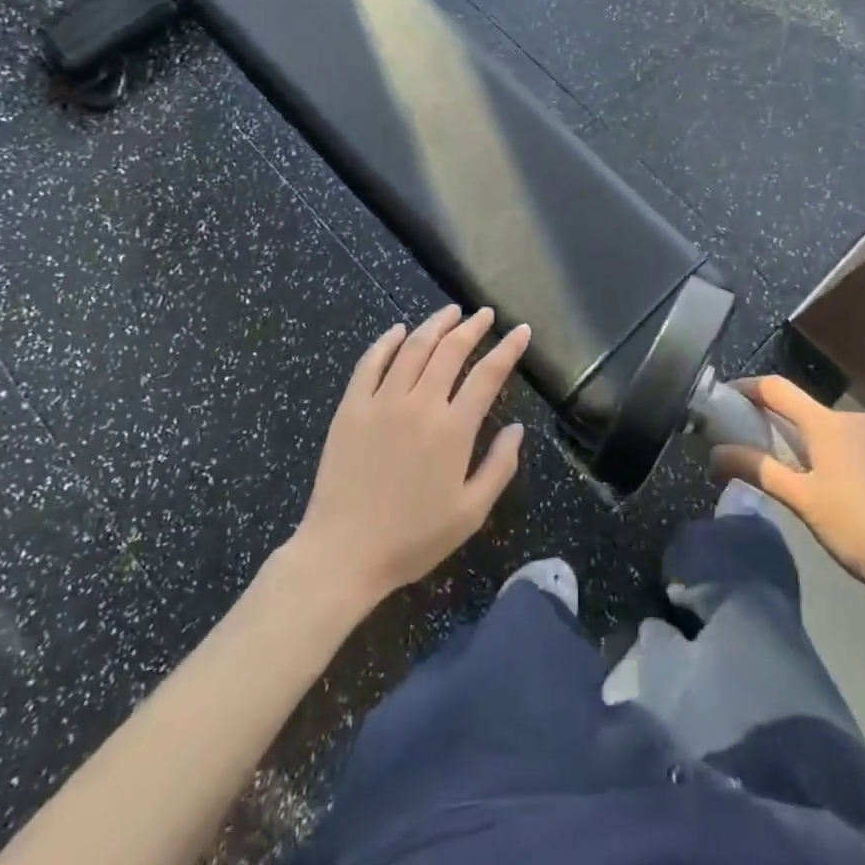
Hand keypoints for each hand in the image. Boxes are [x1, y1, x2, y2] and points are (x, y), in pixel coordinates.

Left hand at [291, 306, 528, 603]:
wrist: (343, 553)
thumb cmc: (413, 538)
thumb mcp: (470, 512)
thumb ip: (499, 467)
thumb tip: (517, 429)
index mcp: (454, 429)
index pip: (488, 374)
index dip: (508, 348)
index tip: (521, 330)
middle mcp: (420, 404)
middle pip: (451, 350)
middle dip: (473, 327)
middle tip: (484, 314)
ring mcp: (382, 402)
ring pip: (413, 347)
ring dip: (435, 324)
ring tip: (450, 311)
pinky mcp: (351, 408)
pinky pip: (370, 363)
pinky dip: (386, 341)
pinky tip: (398, 330)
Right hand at [711, 377, 864, 640]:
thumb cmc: (859, 530)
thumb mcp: (802, 502)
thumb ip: (758, 470)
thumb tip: (715, 452)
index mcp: (828, 424)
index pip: (778, 389)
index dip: (750, 388)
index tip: (730, 396)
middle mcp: (861, 420)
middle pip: (814, 415)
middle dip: (792, 430)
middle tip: (776, 458)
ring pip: (849, 437)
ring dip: (831, 450)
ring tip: (826, 487)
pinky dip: (864, 467)